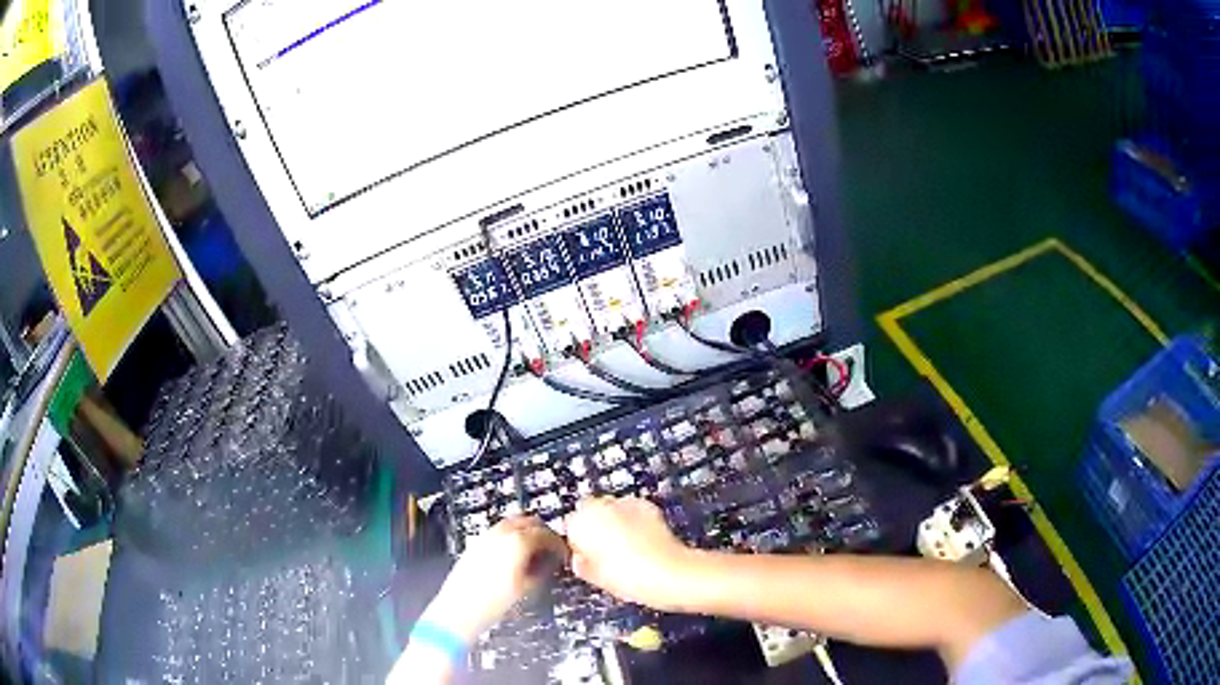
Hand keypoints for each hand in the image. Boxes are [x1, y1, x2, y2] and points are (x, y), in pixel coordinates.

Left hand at [422, 516, 567, 640]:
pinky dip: (511, 537)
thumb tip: (551, 560)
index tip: (564, 553)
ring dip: (526, 532)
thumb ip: (542, 568)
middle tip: (552, 548)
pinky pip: (498, 532)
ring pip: (512, 524)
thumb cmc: (493, 603)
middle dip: (543, 532)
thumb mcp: (527, 588)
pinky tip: (515, 556)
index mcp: (516, 542)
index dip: (558, 543)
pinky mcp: (474, 545)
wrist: (458, 611)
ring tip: (535, 552)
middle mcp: (499, 534)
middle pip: (528, 521)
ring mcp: (484, 538)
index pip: (545, 534)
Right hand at [565, 497, 694, 610]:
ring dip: (614, 521)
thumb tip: (581, 559)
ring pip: (611, 508)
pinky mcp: (647, 505)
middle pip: (590, 511)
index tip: (587, 557)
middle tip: (606, 551)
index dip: (579, 542)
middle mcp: (601, 505)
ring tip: (626, 546)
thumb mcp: (595, 578)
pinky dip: (633, 520)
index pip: (570, 526)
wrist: (669, 573)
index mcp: (581, 522)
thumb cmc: (627, 578)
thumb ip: (581, 564)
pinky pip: (631, 510)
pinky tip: (642, 540)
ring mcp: (626, 502)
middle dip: (596, 526)